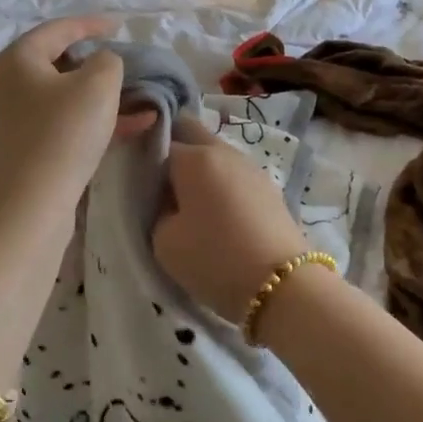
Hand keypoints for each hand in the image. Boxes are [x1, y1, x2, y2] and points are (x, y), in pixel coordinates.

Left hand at [0, 16, 137, 225]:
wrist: (28, 207)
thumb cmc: (62, 135)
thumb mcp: (97, 85)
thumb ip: (108, 61)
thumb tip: (102, 64)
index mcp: (18, 59)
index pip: (59, 29)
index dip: (92, 24)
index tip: (121, 25)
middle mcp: (9, 84)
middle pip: (60, 63)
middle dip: (99, 64)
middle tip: (129, 65)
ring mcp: (16, 120)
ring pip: (67, 97)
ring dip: (104, 97)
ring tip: (141, 98)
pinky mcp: (27, 150)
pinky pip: (66, 125)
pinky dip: (97, 122)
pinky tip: (135, 127)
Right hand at [153, 118, 313, 325]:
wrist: (284, 287)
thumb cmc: (215, 259)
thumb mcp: (163, 241)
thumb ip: (157, 212)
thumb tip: (166, 202)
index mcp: (195, 157)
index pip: (158, 144)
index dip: (144, 163)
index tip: (139, 186)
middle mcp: (225, 152)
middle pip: (191, 134)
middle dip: (173, 151)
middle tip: (161, 188)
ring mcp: (252, 168)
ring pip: (216, 155)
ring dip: (200, 171)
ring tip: (191, 207)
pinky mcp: (270, 189)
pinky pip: (234, 176)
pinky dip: (222, 186)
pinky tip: (219, 216)